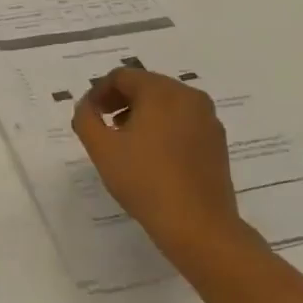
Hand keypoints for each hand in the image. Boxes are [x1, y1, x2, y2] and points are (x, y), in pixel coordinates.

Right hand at [71, 68, 253, 269]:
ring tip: (125, 141)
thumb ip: (85, 118)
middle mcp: (189, 97)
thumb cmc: (145, 181)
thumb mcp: (101, 148)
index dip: (99, 92)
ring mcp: (208, 119)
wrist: (198, 226)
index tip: (88, 115)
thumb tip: (87, 106)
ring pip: (166, 104)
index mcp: (162, 91)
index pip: (122, 77)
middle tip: (103, 125)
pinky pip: (183, 122)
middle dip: (120, 101)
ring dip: (141, 114)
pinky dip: (163, 127)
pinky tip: (151, 155)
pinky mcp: (217, 142)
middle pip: (146, 86)